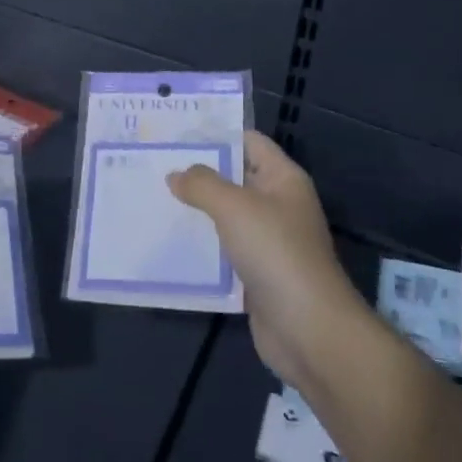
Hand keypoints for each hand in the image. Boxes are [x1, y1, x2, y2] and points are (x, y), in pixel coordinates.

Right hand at [170, 131, 367, 390]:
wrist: (309, 330)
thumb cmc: (276, 253)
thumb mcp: (234, 207)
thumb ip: (202, 184)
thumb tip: (176, 175)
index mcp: (283, 179)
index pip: (248, 141)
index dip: (216, 133)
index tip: (175, 131)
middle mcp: (278, 204)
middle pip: (234, 178)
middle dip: (197, 172)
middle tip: (154, 162)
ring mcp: (268, 240)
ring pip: (225, 215)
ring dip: (195, 209)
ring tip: (152, 196)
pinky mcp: (256, 273)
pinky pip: (223, 249)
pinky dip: (200, 244)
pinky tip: (168, 239)